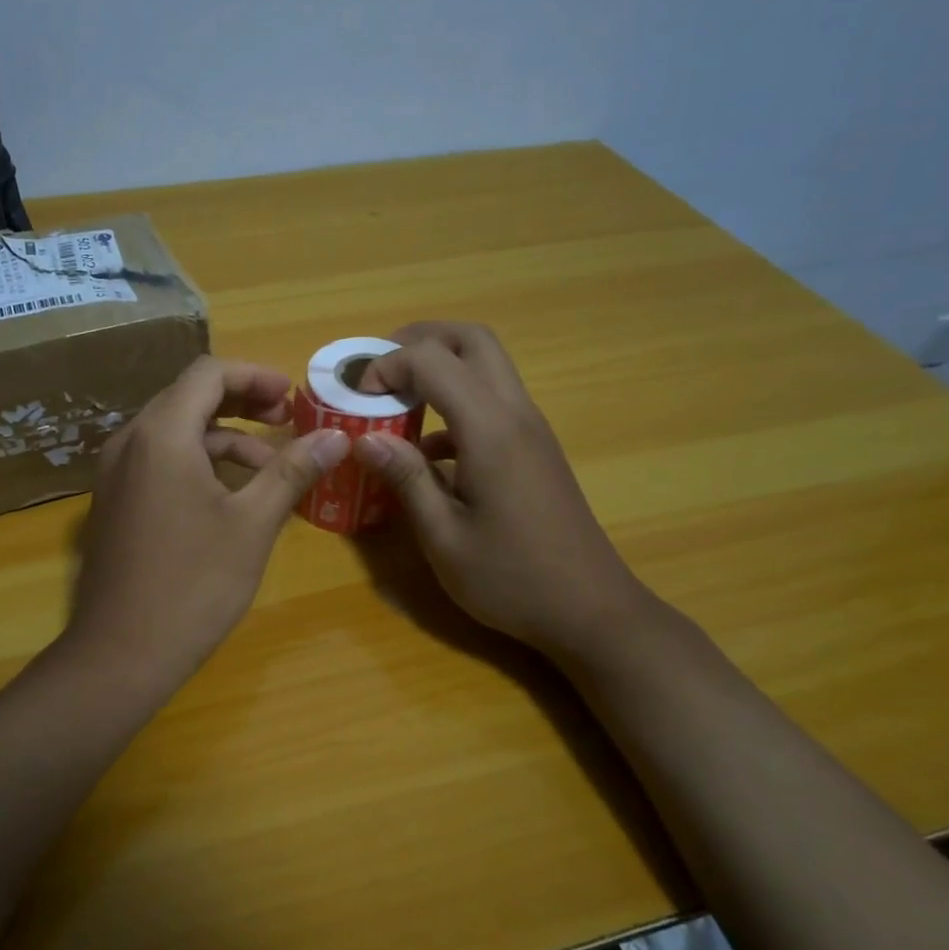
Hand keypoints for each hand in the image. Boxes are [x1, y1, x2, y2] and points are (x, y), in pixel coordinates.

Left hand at [66, 356, 350, 691]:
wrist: (121, 652)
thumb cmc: (193, 584)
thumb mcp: (252, 524)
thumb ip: (293, 471)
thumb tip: (337, 437)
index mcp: (161, 434)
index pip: (208, 374)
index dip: (255, 376)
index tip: (293, 398)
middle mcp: (130, 442)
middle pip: (189, 397)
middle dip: (242, 403)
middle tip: (286, 422)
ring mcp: (116, 473)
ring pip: (175, 432)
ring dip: (224, 440)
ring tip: (270, 472)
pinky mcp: (115, 502)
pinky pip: (159, 461)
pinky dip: (198, 464)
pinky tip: (230, 498)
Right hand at [353, 322, 652, 665]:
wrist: (590, 610)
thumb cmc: (511, 579)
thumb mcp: (444, 538)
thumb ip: (406, 479)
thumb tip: (364, 439)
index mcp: (490, 430)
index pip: (433, 360)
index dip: (388, 366)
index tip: (358, 399)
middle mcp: (515, 414)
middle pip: (472, 340)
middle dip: (419, 340)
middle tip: (378, 370)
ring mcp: (530, 429)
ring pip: (486, 366)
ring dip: (438, 368)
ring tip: (393, 402)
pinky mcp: (533, 448)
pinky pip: (491, 402)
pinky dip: (454, 404)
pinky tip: (426, 452)